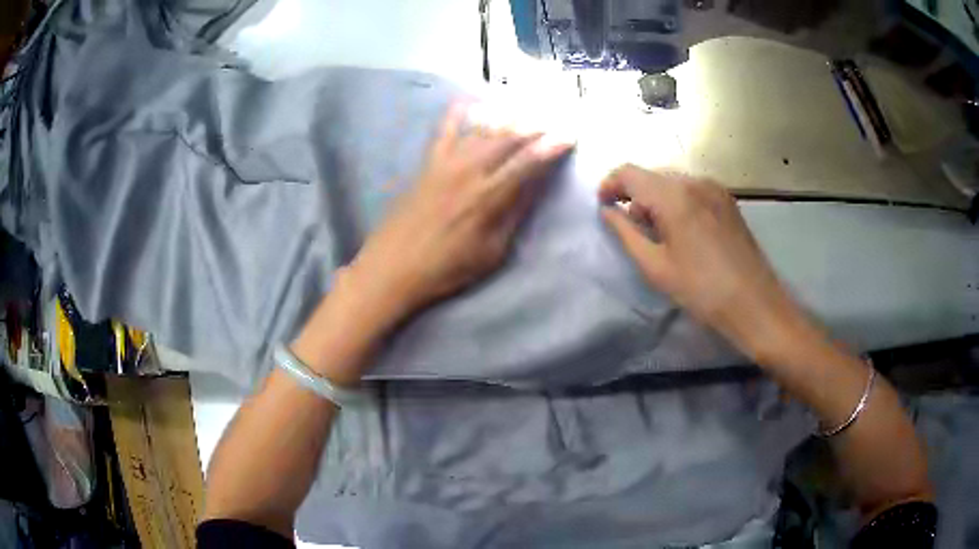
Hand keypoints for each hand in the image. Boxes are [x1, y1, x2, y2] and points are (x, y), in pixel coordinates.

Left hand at [349, 102, 573, 320]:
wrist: (392, 267)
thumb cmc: (446, 269)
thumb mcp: (490, 252)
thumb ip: (513, 215)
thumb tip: (534, 187)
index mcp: (488, 197)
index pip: (528, 163)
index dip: (552, 147)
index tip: (570, 134)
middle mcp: (469, 171)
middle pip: (508, 139)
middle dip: (534, 127)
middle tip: (553, 120)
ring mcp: (445, 163)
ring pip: (482, 130)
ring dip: (507, 118)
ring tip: (525, 110)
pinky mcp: (427, 163)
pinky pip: (445, 130)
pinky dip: (458, 113)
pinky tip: (469, 99)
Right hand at [598, 165, 812, 363]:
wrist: (754, 303)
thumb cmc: (701, 290)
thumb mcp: (655, 267)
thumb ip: (626, 233)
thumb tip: (607, 211)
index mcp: (673, 195)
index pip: (629, 172)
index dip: (610, 184)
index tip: (602, 205)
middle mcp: (694, 181)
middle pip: (652, 174)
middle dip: (634, 194)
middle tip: (631, 226)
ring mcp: (714, 188)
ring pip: (673, 181)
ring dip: (656, 198)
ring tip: (658, 232)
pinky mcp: (727, 199)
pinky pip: (692, 189)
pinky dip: (677, 201)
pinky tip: (682, 229)